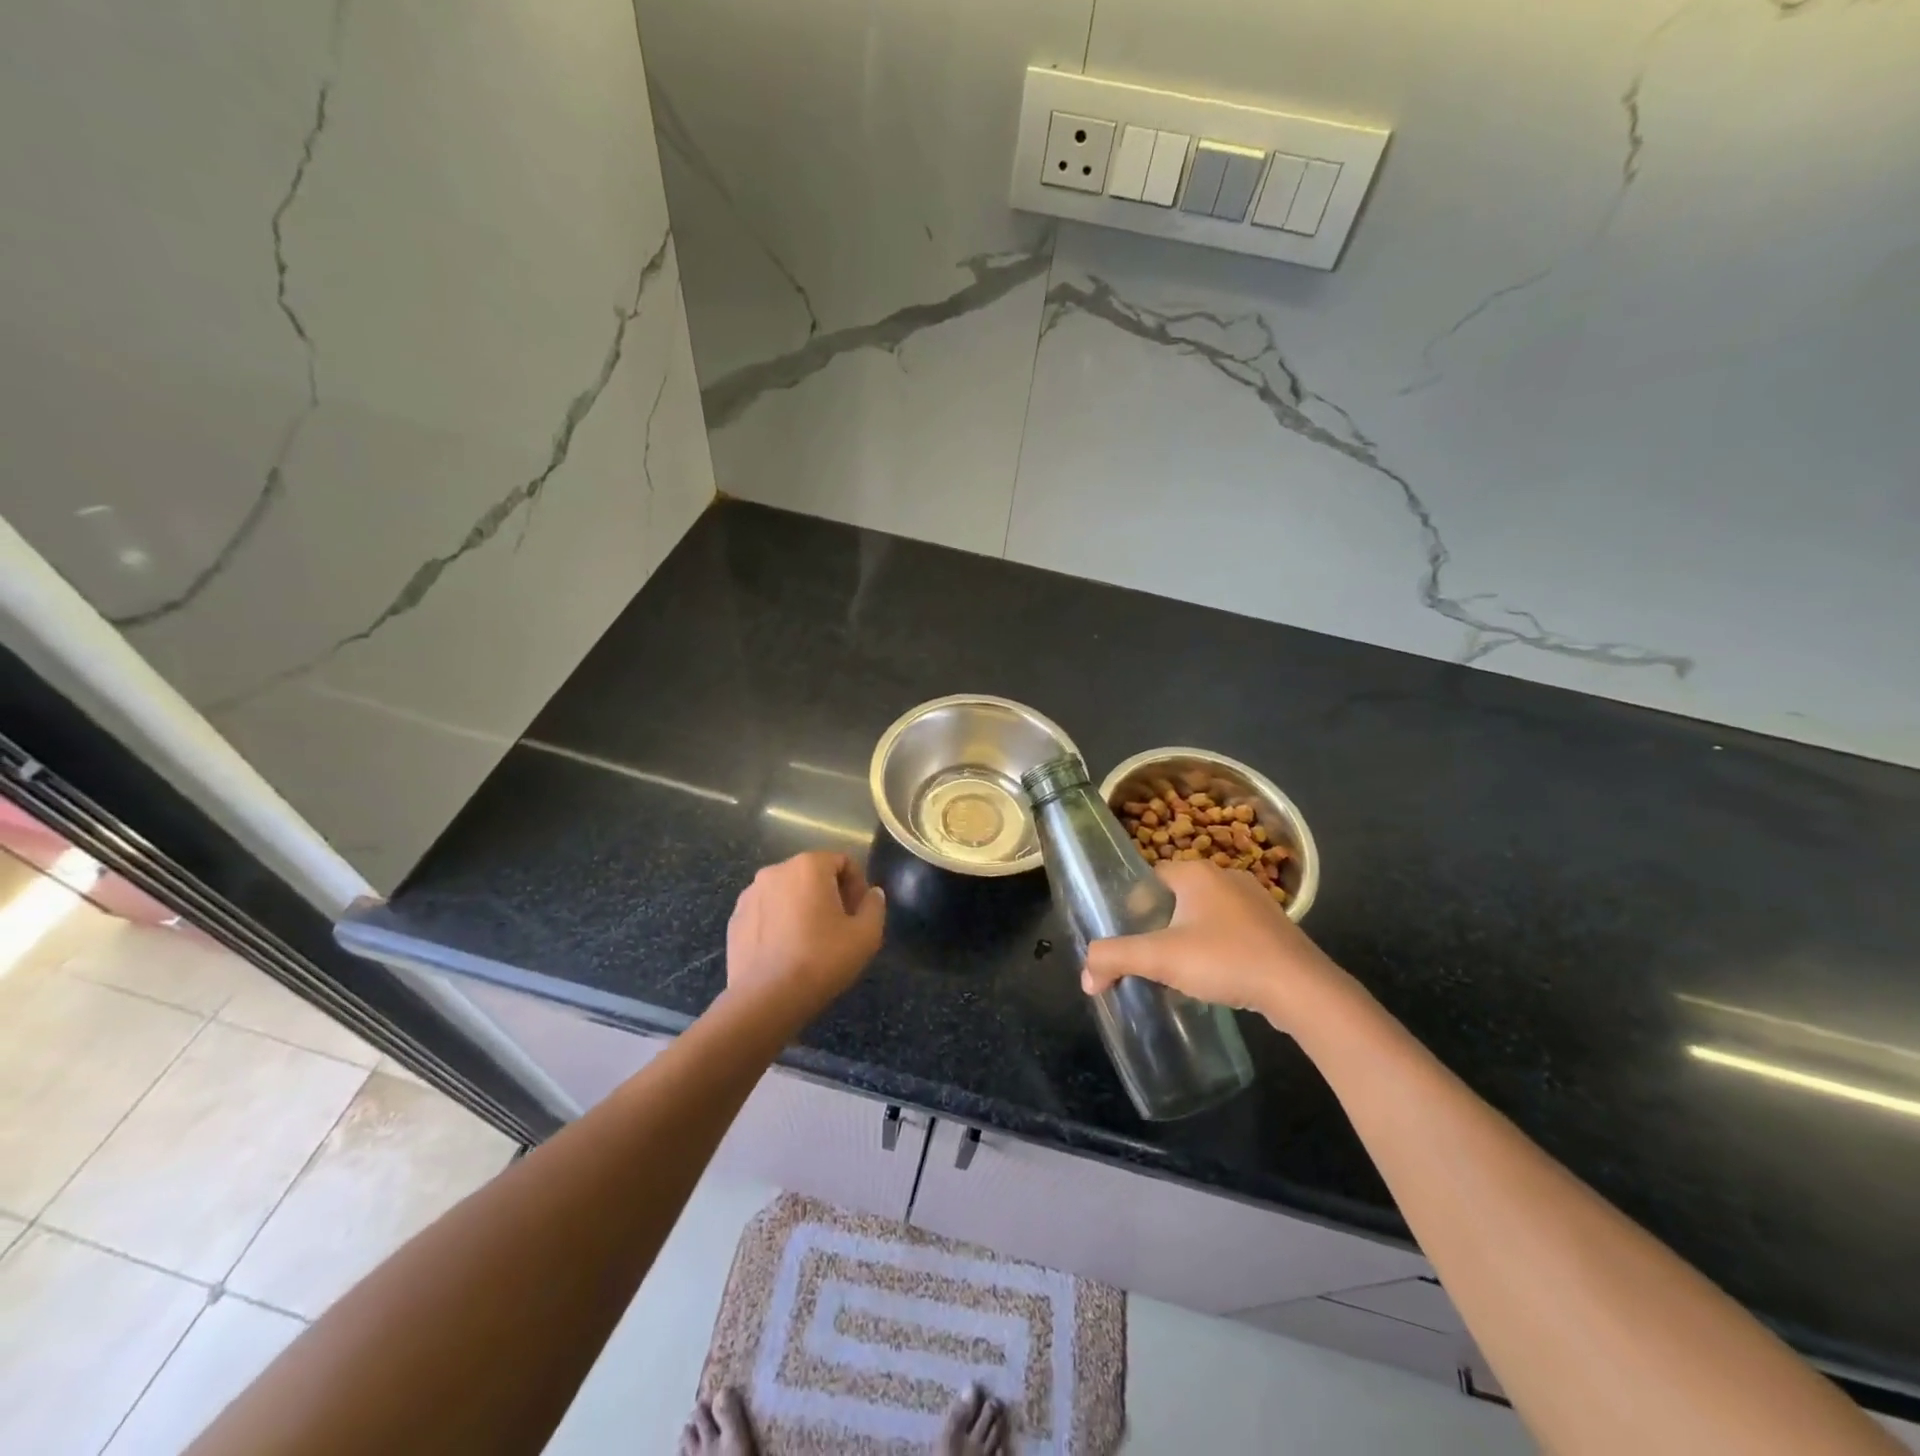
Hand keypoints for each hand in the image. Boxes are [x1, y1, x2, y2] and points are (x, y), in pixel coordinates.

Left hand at [725, 851, 884, 1013]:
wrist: (765, 1000)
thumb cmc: (821, 960)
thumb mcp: (866, 935)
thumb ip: (875, 906)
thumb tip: (872, 893)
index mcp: (809, 866)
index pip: (843, 861)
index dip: (857, 885)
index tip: (859, 914)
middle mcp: (776, 870)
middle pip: (813, 874)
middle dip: (830, 894)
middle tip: (839, 927)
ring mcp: (750, 894)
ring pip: (787, 892)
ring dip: (802, 907)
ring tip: (810, 941)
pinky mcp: (735, 919)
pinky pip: (766, 911)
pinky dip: (779, 922)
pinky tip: (785, 951)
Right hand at [1082, 861, 1348, 1034]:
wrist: (1301, 989)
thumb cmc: (1225, 960)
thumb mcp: (1160, 958)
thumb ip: (1115, 959)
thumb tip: (1085, 976)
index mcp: (1197, 872)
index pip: (1150, 878)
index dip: (1132, 906)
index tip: (1126, 936)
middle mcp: (1226, 876)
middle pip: (1176, 897)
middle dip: (1160, 923)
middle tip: (1147, 955)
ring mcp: (1255, 901)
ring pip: (1205, 914)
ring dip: (1189, 936)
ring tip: (1177, 968)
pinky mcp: (1274, 928)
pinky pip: (1231, 930)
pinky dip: (1217, 947)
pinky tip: (1215, 974)